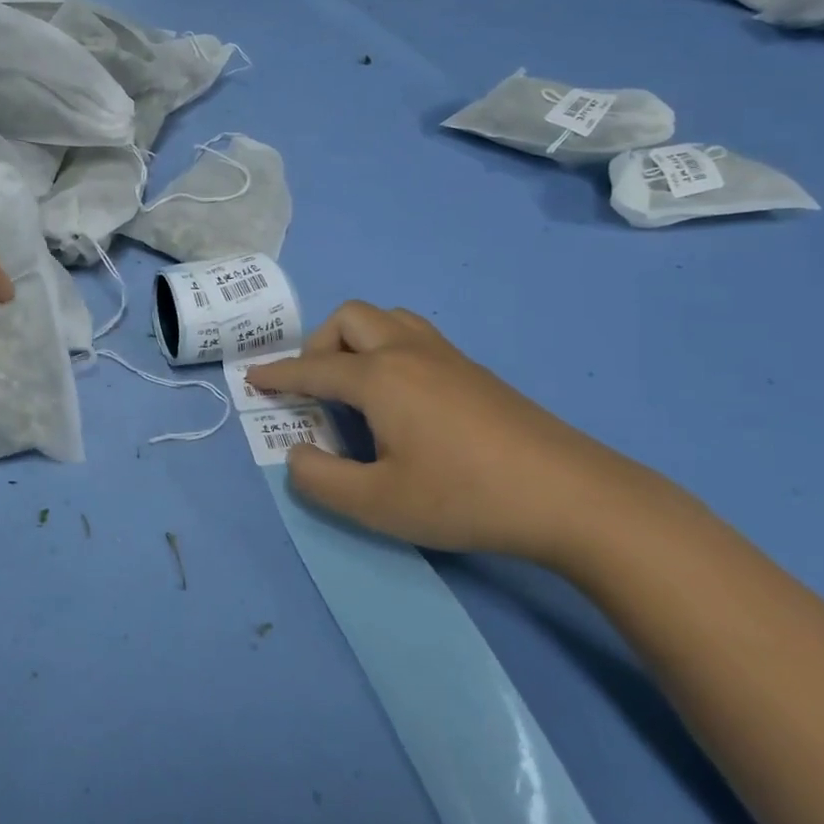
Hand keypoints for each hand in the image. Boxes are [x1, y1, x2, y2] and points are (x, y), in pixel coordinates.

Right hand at [249, 302, 691, 565]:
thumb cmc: (464, 497)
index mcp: (379, 377)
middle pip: (350, 319)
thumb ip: (321, 480)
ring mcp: (447, 356)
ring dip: (357, 340)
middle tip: (316, 388)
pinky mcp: (475, 370)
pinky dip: (388, 349)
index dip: (279, 375)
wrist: (570, 495)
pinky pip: (415, 336)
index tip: (253, 378)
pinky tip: (401, 397)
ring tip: (356, 385)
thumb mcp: (378, 504)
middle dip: (320, 345)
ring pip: (387, 319)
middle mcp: (408, 351)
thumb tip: (297, 454)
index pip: (314, 368)